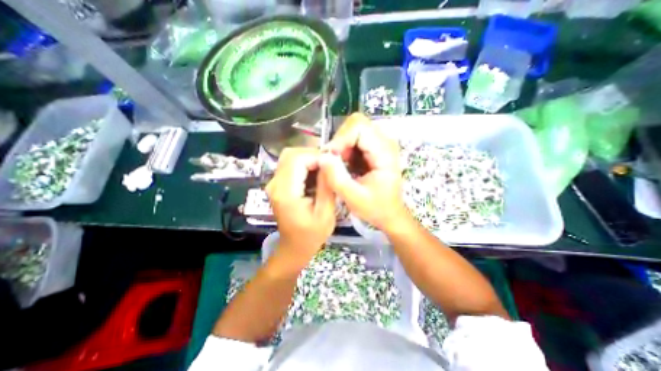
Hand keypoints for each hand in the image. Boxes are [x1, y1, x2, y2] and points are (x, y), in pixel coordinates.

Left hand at [265, 148, 335, 262]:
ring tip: (324, 169)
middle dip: (312, 155)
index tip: (332, 163)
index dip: (316, 156)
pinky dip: (304, 164)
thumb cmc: (311, 235)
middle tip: (329, 165)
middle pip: (291, 154)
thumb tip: (330, 161)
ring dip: (309, 159)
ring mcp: (274, 183)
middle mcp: (275, 184)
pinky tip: (315, 174)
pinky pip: (290, 165)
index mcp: (285, 192)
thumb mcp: (325, 213)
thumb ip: (327, 186)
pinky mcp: (277, 184)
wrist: (294, 247)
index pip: (297, 159)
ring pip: (290, 157)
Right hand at [318, 113, 405, 231]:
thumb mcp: (354, 198)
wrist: (390, 213)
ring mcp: (380, 143)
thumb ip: (337, 178)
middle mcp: (385, 142)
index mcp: (385, 152)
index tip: (331, 157)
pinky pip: (355, 139)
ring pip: (354, 129)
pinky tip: (346, 165)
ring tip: (341, 166)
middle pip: (356, 124)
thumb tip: (322, 157)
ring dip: (342, 146)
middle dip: (340, 140)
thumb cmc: (376, 208)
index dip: (341, 139)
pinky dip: (345, 149)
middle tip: (334, 161)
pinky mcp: (375, 148)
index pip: (359, 127)